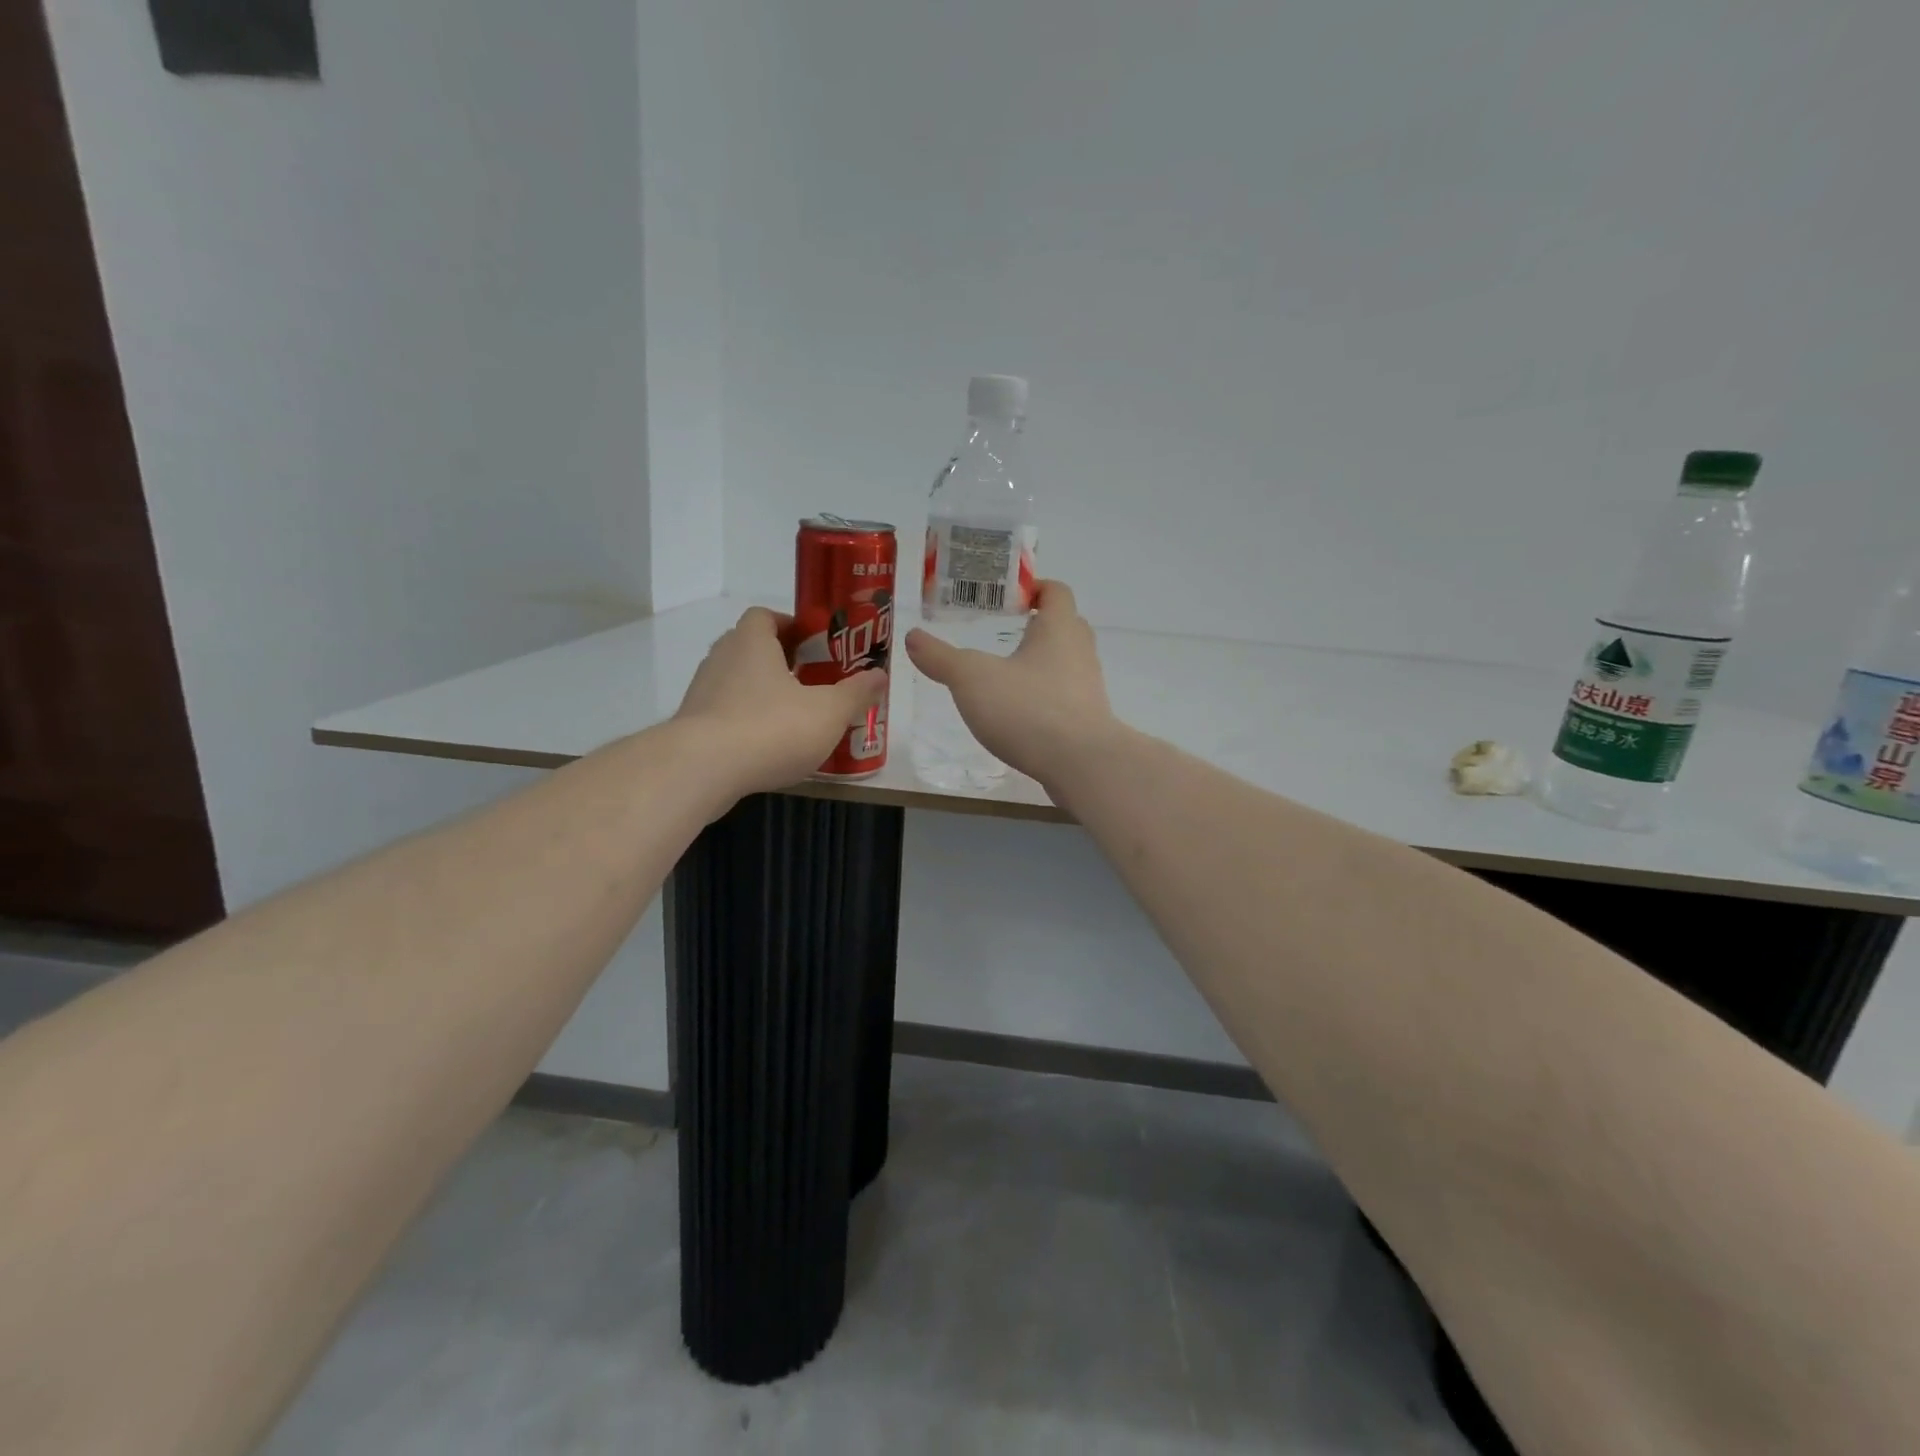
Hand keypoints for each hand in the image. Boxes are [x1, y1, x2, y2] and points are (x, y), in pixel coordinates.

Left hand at [674, 607, 886, 794]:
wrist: (703, 770)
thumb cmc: (771, 728)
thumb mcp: (828, 712)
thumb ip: (855, 693)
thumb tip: (880, 675)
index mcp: (752, 642)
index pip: (765, 616)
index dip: (789, 624)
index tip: (813, 644)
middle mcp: (721, 658)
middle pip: (750, 647)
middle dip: (780, 660)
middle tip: (811, 680)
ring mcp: (701, 692)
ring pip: (736, 682)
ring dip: (761, 693)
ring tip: (793, 716)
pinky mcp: (692, 725)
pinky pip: (724, 712)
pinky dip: (745, 721)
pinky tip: (767, 746)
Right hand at [904, 580, 1119, 785]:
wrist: (1080, 764)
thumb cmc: (1028, 708)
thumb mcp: (972, 679)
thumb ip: (941, 658)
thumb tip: (913, 637)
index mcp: (1058, 629)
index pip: (1056, 591)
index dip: (1035, 588)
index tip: (1009, 598)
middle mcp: (1080, 652)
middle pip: (1065, 626)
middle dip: (1038, 626)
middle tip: (1005, 633)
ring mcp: (1088, 689)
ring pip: (1067, 664)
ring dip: (1042, 664)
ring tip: (1007, 676)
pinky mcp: (1088, 721)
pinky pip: (1066, 698)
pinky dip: (1046, 698)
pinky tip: (1021, 714)